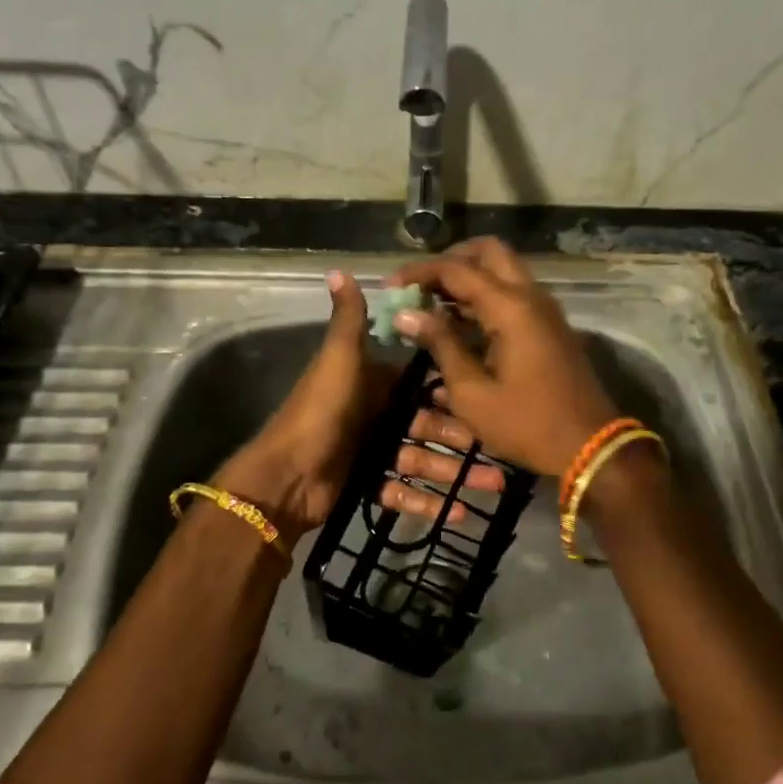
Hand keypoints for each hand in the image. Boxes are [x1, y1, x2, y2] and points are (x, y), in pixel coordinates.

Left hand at [216, 270, 504, 538]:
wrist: (283, 478)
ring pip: (422, 461)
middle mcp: (374, 414)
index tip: (487, 398)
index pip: (420, 384)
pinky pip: (402, 492)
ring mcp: (370, 451)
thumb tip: (337, 269)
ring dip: (454, 474)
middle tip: (499, 452)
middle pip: (427, 426)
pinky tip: (459, 514)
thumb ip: (348, 320)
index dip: (451, 391)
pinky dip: (428, 503)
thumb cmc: (319, 413)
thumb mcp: (337, 361)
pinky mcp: (366, 485)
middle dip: (461, 439)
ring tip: (494, 485)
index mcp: (370, 382)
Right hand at [389, 239, 617, 477]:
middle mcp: (531, 296)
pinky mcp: (550, 326)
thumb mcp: (472, 392)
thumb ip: (440, 345)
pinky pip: (515, 294)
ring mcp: (545, 310)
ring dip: (469, 278)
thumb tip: (407, 314)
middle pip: (488, 252)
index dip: (419, 273)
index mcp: (511, 307)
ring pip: (504, 272)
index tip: (390, 288)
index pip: (457, 269)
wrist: (590, 446)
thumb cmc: (527, 423)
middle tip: (420, 286)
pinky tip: (460, 323)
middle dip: (450, 261)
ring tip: (432, 305)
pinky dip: (486, 297)